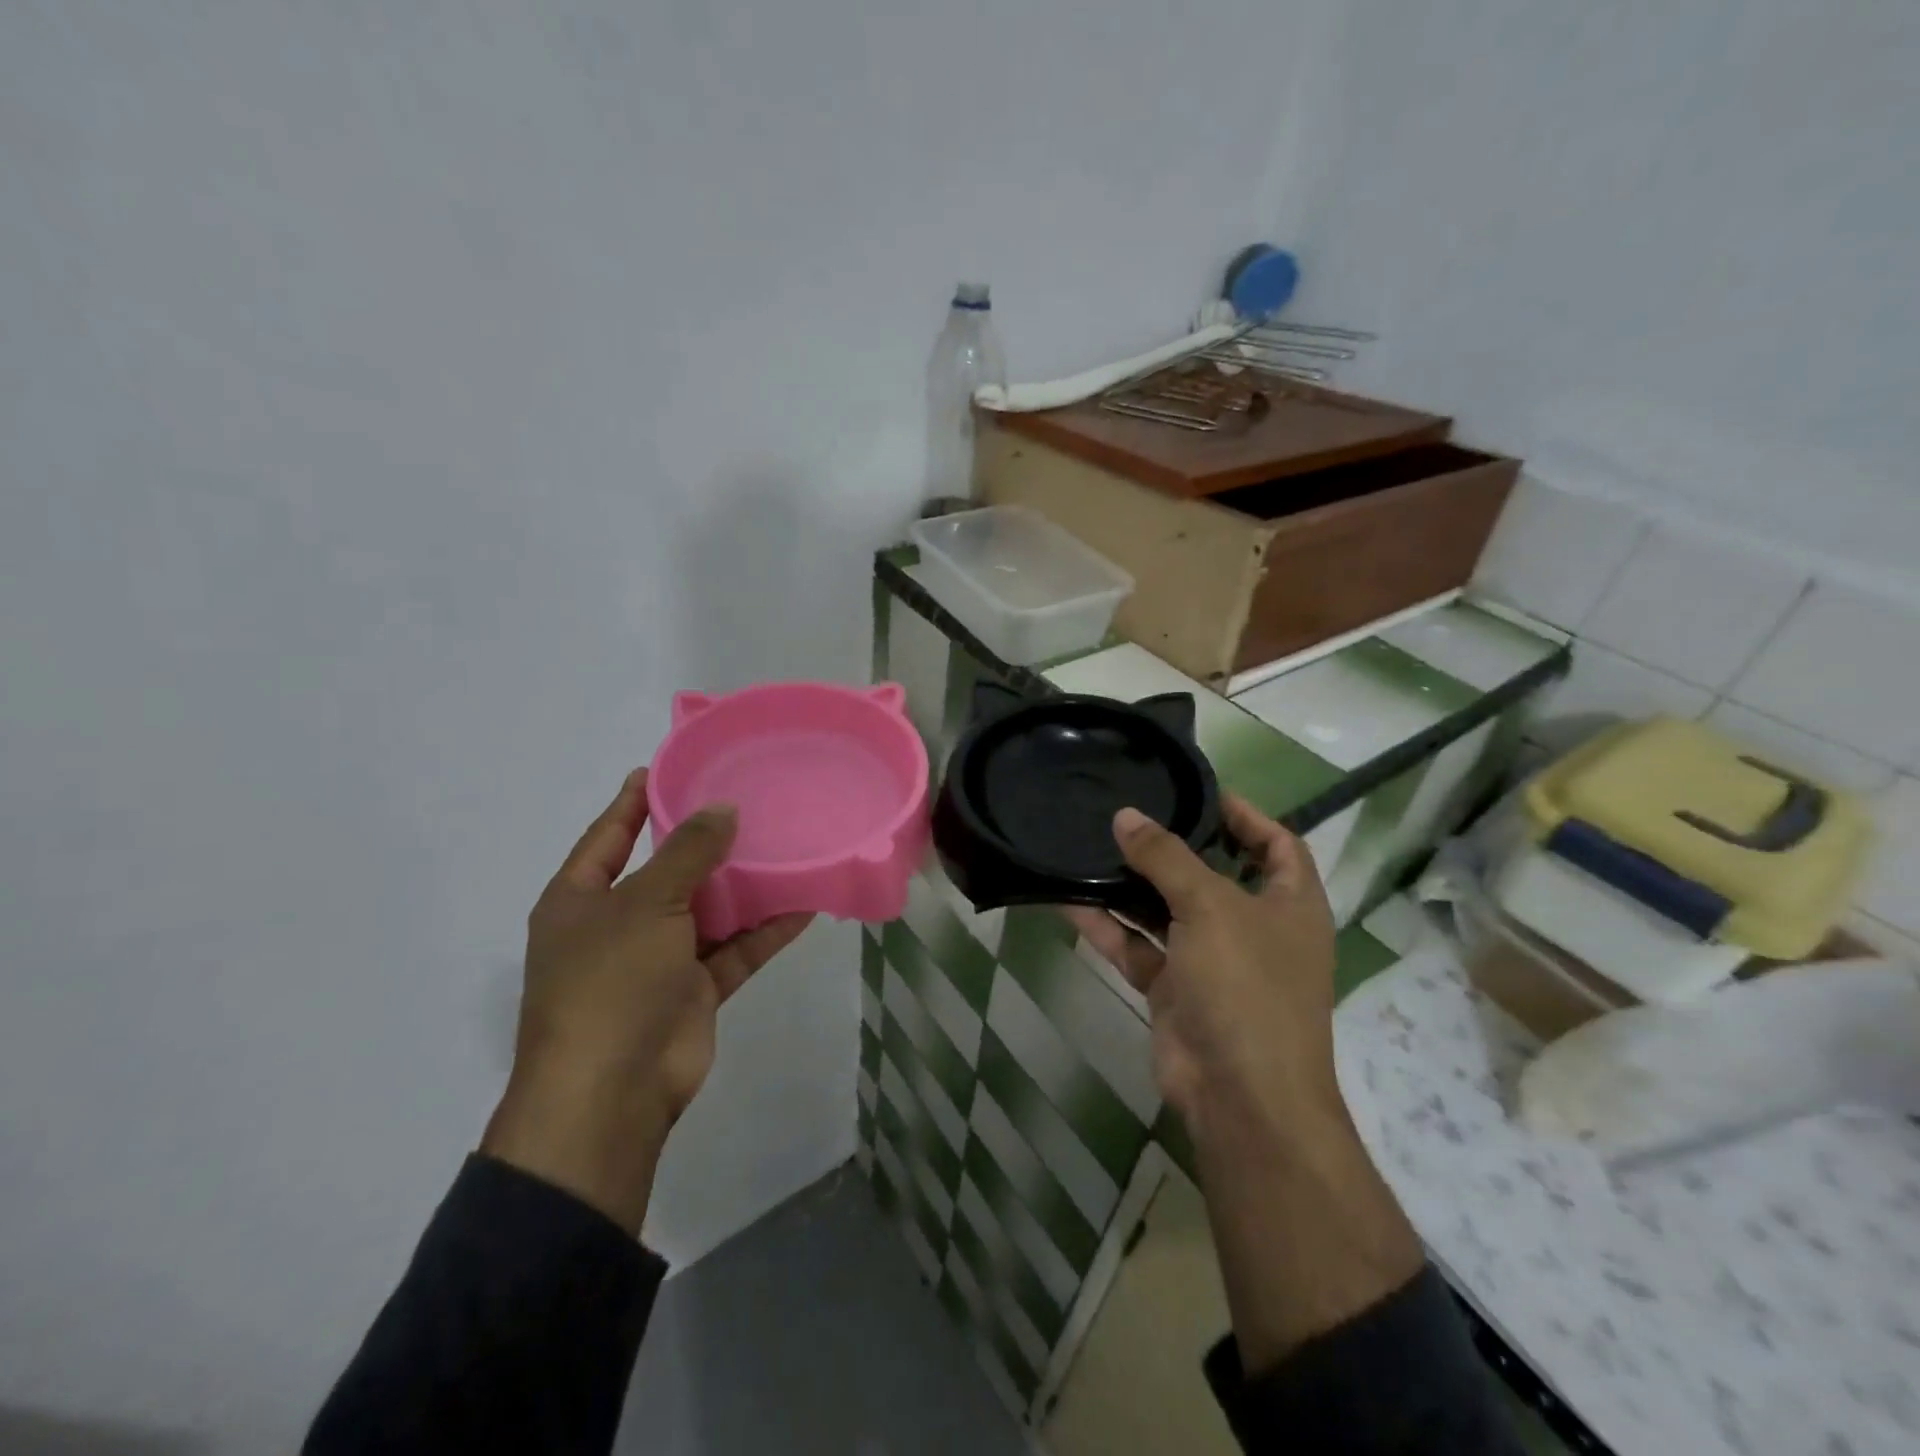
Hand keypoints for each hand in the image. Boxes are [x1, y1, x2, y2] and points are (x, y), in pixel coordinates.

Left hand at [481, 769, 812, 1233]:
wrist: (611, 1094)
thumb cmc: (610, 983)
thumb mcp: (645, 904)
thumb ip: (687, 853)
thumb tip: (723, 810)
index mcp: (580, 902)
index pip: (609, 836)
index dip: (634, 802)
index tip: (666, 767)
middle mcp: (617, 926)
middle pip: (666, 872)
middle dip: (704, 842)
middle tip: (749, 802)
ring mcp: (657, 961)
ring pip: (708, 911)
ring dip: (744, 887)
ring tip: (786, 846)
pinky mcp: (694, 991)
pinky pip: (734, 950)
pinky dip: (765, 930)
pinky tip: (804, 903)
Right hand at [1069, 794, 1421, 1367]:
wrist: (1240, 1098)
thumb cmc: (1246, 987)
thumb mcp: (1210, 908)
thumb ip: (1166, 857)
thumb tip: (1126, 815)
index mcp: (1290, 904)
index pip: (1277, 843)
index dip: (1246, 814)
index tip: (1198, 790)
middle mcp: (1254, 927)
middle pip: (1212, 873)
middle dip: (1173, 846)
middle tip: (1129, 812)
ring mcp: (1212, 961)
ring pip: (1166, 910)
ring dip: (1131, 885)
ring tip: (1089, 844)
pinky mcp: (1175, 989)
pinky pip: (1138, 946)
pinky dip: (1108, 926)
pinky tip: (1068, 898)